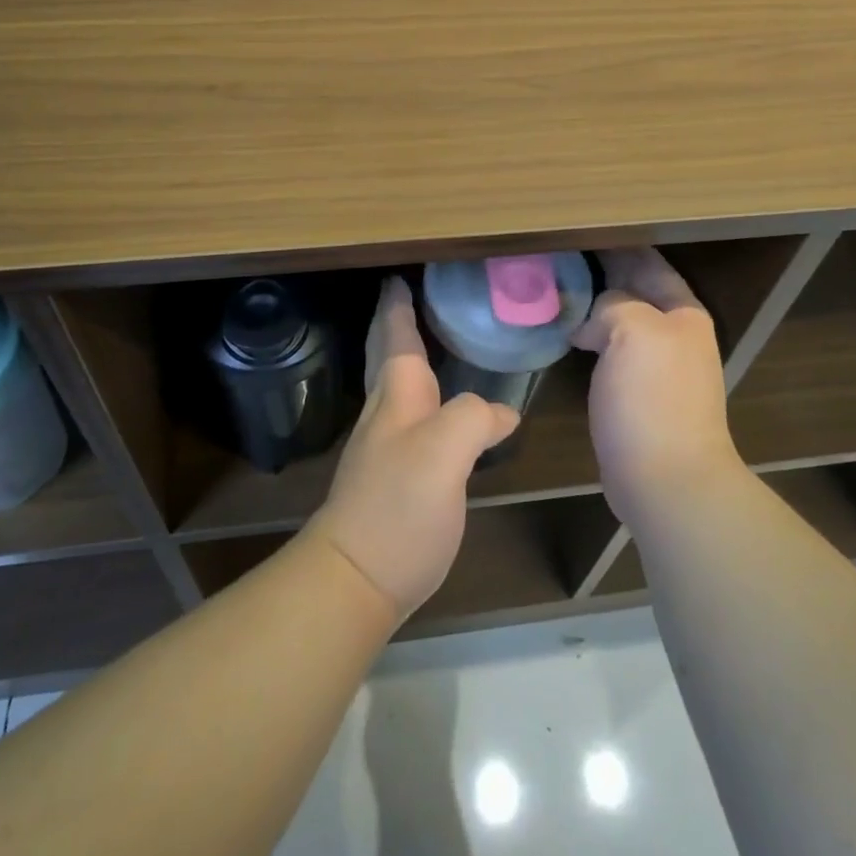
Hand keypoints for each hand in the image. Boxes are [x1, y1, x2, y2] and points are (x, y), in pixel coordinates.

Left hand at [309, 276, 519, 622]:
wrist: (355, 577)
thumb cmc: (398, 505)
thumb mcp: (443, 452)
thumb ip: (472, 418)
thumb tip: (500, 412)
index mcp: (397, 397)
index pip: (398, 338)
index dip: (399, 307)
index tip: (398, 278)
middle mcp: (388, 414)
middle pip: (390, 358)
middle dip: (397, 326)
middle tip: (409, 298)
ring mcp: (387, 448)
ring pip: (399, 389)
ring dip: (410, 359)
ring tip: (432, 344)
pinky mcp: (395, 480)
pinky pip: (413, 421)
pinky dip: (426, 400)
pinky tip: (443, 413)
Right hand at [573, 248, 739, 525]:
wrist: (666, 479)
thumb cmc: (653, 398)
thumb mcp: (634, 330)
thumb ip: (615, 305)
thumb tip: (593, 321)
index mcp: (682, 313)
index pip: (648, 263)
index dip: (618, 245)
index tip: (581, 229)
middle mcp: (674, 334)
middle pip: (634, 290)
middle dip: (601, 272)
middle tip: (558, 255)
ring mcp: (657, 366)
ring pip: (619, 321)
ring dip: (592, 305)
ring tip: (554, 288)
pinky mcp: (637, 394)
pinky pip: (610, 350)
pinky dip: (589, 336)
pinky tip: (564, 333)